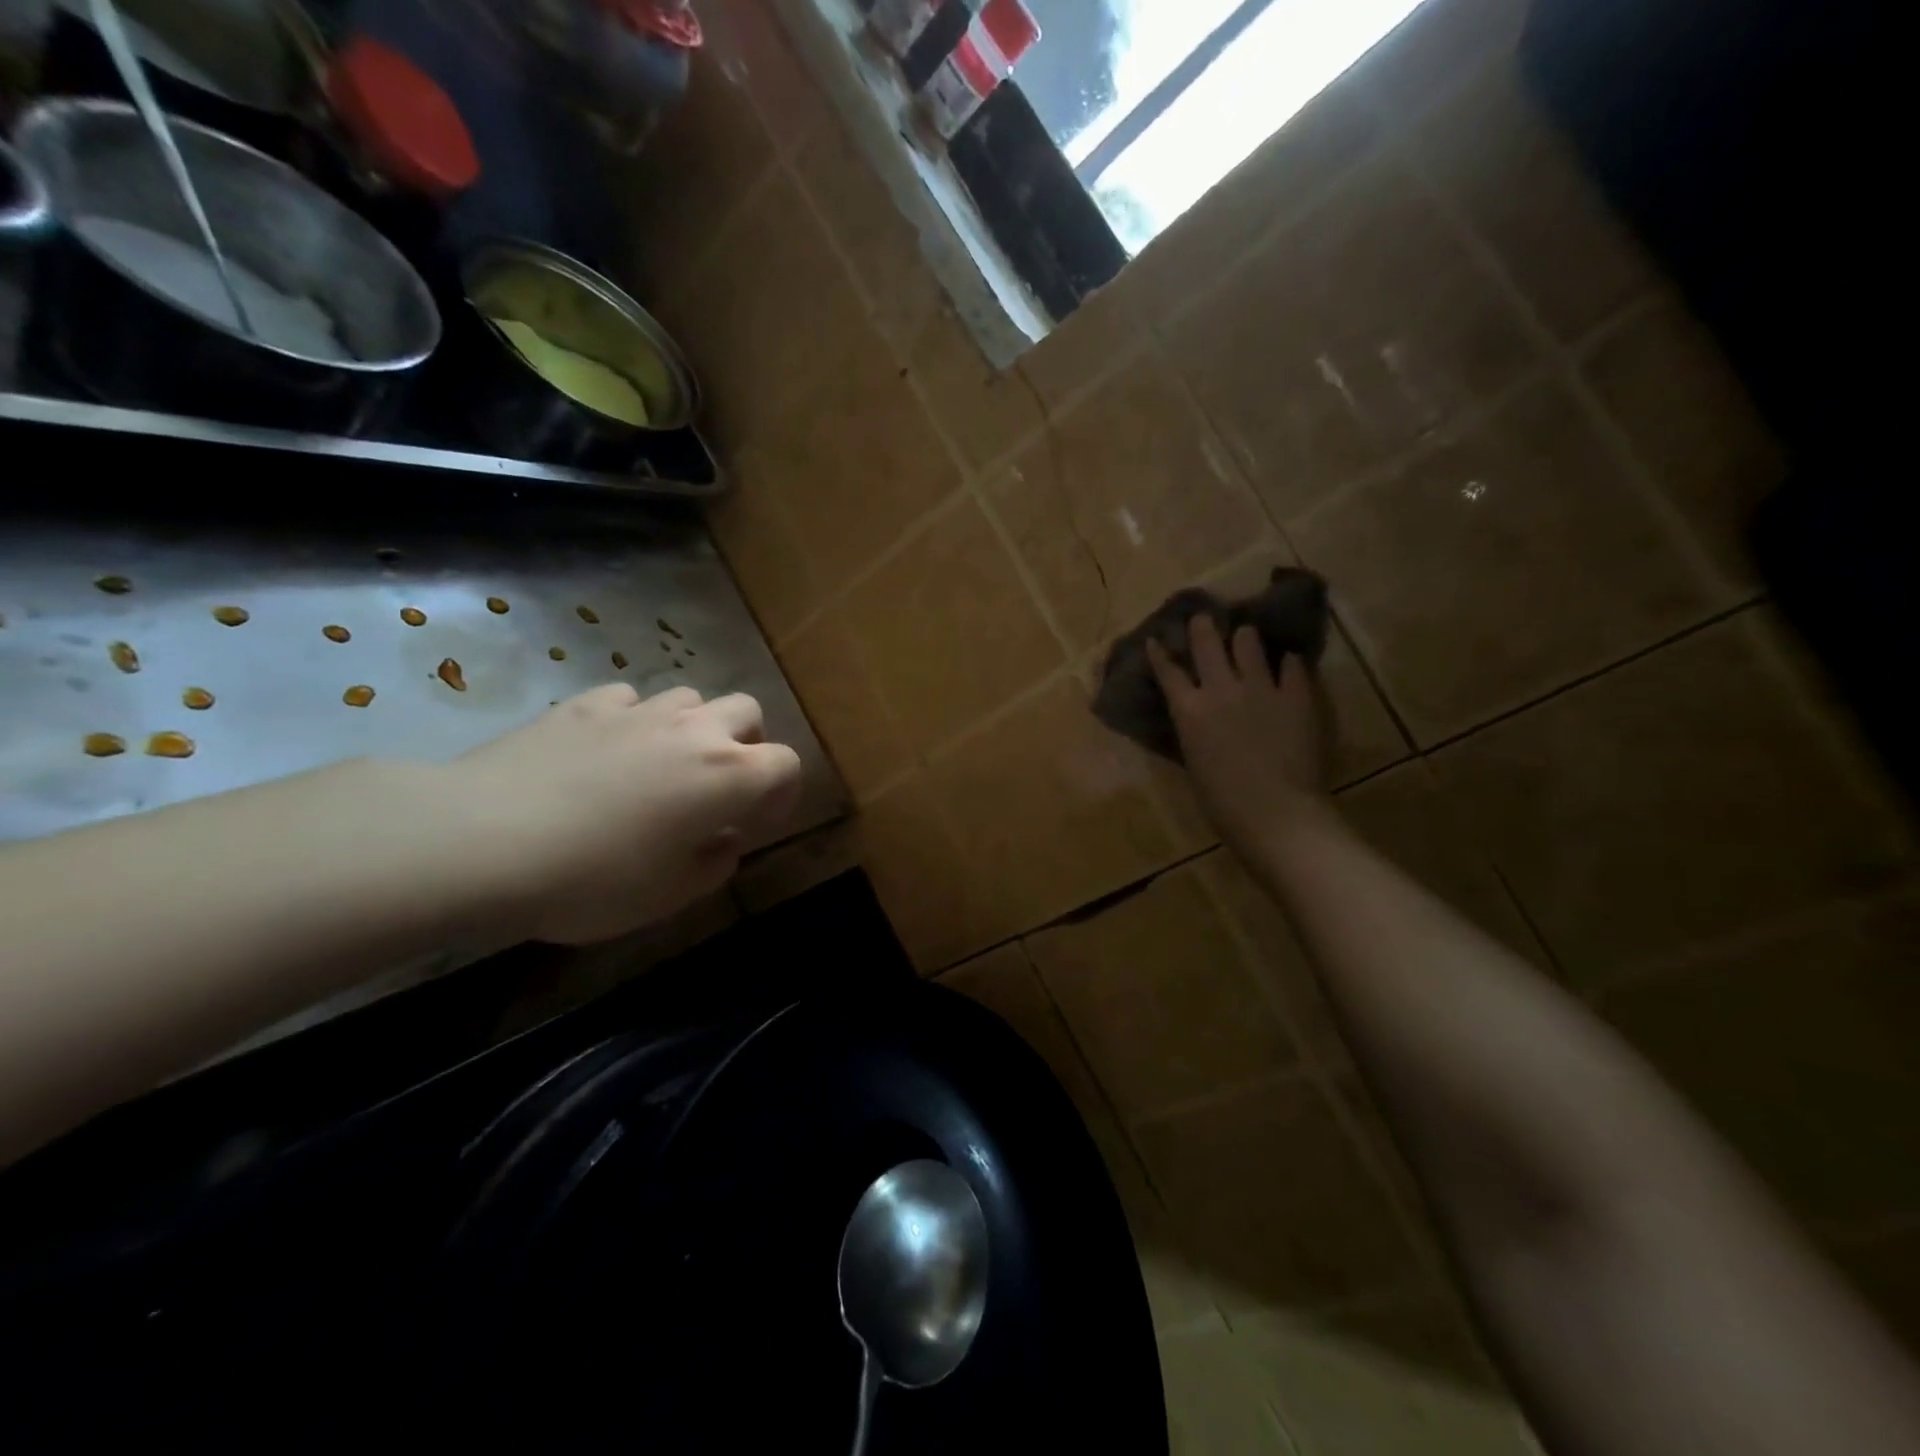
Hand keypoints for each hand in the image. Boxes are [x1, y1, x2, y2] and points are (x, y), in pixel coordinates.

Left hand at [452, 684, 802, 943]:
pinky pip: (629, 700)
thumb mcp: (669, 895)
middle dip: (746, 744)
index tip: (759, 821)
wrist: (484, 841)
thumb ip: (714, 865)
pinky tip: (607, 751)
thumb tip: (724, 840)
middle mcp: (692, 730)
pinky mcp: (584, 705)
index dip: (783, 792)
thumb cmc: (593, 879)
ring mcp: (637, 711)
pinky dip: (633, 721)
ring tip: (662, 766)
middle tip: (719, 786)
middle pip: (746, 712)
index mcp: (727, 776)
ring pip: (690, 698)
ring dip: (691, 728)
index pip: (786, 764)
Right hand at [1146, 617, 1331, 857]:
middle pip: (1207, 643)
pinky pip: (1292, 665)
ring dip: (1244, 637)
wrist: (1276, 814)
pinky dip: (1287, 662)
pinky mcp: (1296, 695)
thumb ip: (1194, 731)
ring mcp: (1261, 688)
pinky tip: (1287, 663)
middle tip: (1204, 618)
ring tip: (1246, 636)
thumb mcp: (1194, 762)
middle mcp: (1220, 689)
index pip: (1168, 671)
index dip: (1160, 653)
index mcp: (1189, 711)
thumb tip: (1196, 718)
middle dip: (1202, 626)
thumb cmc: (1223, 803)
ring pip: (1249, 642)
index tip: (1157, 639)